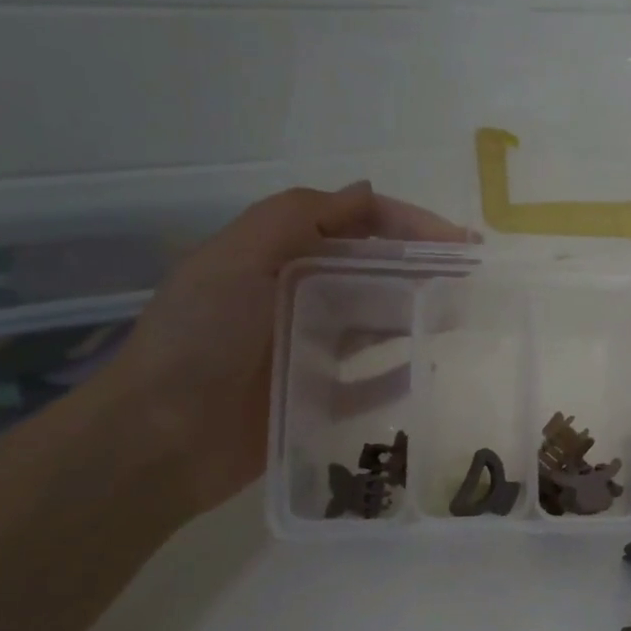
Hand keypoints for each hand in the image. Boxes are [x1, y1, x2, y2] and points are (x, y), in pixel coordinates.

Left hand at [98, 183, 474, 515]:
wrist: (157, 439)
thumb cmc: (199, 339)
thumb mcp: (236, 260)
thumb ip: (297, 218)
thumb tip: (366, 191)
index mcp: (278, 257)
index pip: (355, 225)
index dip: (408, 224)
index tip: (459, 241)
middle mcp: (296, 296)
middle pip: (373, 272)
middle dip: (423, 267)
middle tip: (473, 278)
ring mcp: (307, 349)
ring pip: (375, 323)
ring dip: (417, 313)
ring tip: (463, 315)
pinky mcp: (316, 397)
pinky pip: (370, 382)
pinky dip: (399, 373)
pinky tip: (430, 366)